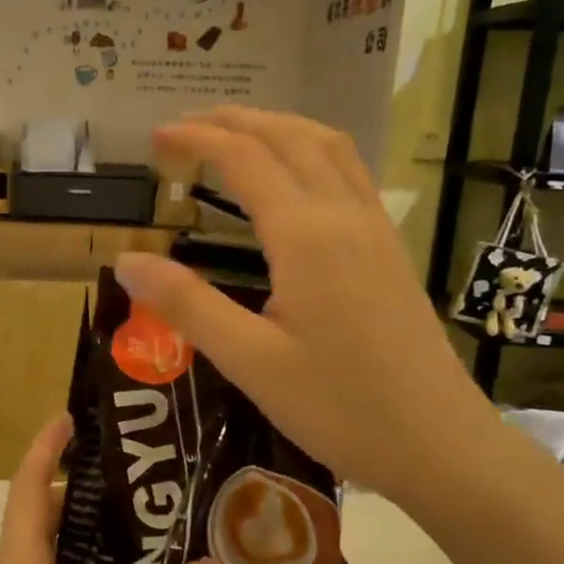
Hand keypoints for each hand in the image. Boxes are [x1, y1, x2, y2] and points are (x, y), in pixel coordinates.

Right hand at [116, 106, 499, 507]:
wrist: (438, 443)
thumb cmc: (339, 408)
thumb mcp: (249, 362)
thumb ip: (186, 305)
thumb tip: (125, 262)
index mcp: (305, 236)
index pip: (244, 159)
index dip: (197, 139)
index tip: (155, 137)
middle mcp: (344, 215)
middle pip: (289, 137)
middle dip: (235, 120)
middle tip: (186, 126)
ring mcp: (375, 229)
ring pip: (328, 146)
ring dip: (277, 126)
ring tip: (236, 133)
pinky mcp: (390, 249)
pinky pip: (349, 172)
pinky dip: (311, 150)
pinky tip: (296, 176)